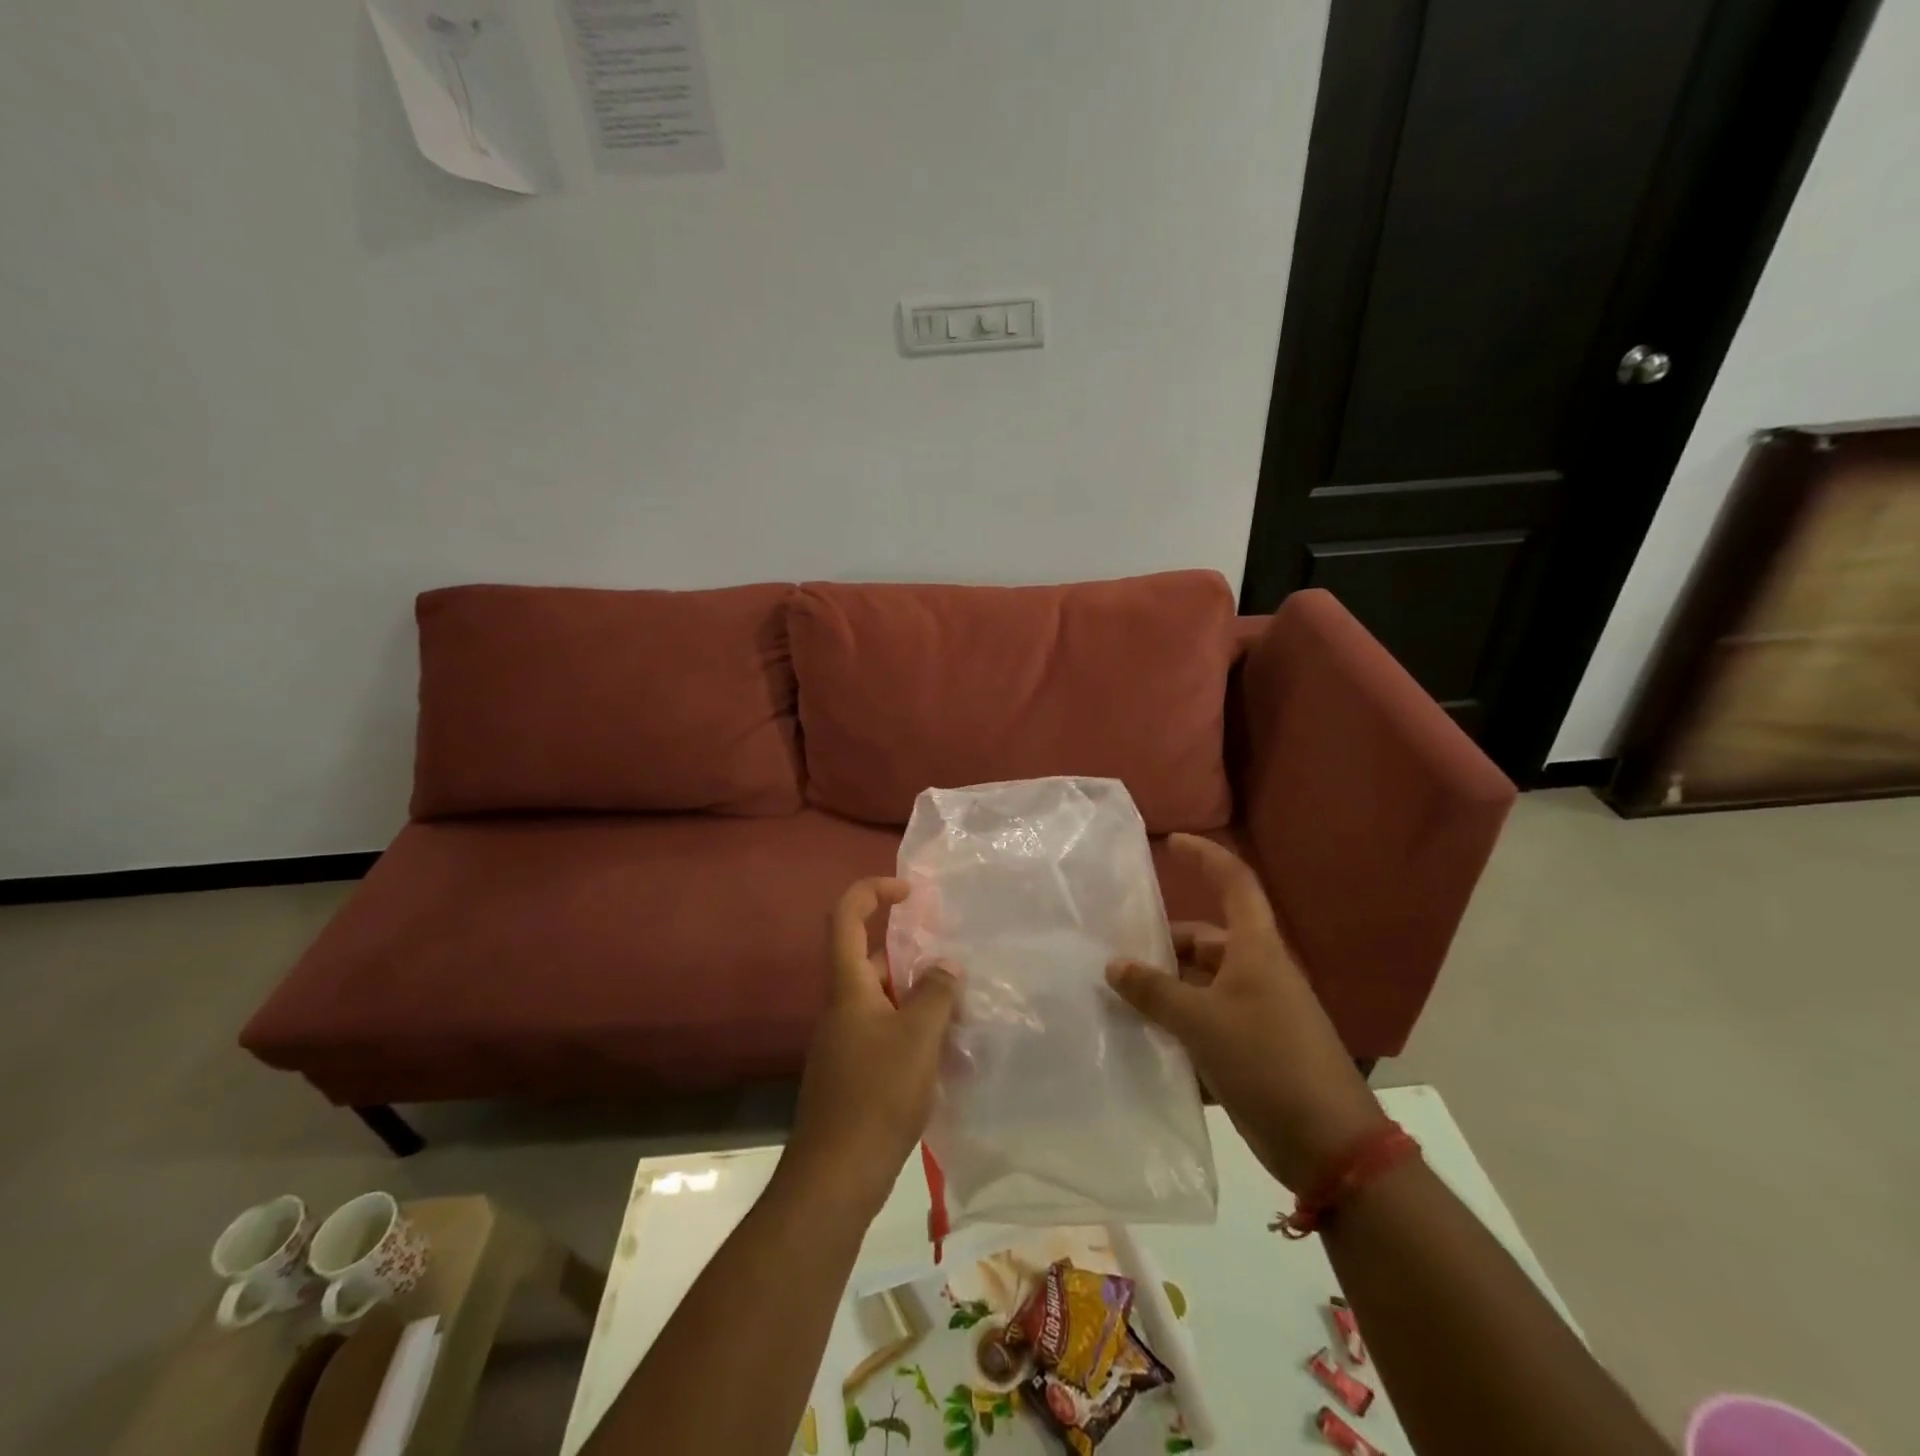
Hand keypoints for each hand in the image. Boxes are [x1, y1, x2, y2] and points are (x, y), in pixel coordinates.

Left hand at [779, 878, 957, 1218]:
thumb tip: (946, 964)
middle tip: (954, 961)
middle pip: (871, 959)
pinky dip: (913, 1028)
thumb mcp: (917, 1037)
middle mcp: (842, 1007)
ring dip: (917, 995)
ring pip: (883, 999)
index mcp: (848, 987)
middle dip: (911, 953)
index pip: (847, 917)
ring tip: (961, 1006)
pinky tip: (946, 1050)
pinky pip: (886, 1031)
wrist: (836, 1177)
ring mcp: (846, 1042)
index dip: (873, 891)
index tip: (910, 892)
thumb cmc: (876, 1095)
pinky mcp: (854, 1072)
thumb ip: (935, 993)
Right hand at [1106, 834, 1385, 1191]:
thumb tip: (1113, 965)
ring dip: (1165, 989)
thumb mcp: (1202, 1022)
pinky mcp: (1252, 1049)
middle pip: (1205, 941)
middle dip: (1162, 945)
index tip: (1170, 842)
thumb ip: (1154, 991)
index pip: (1235, 883)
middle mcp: (1257, 972)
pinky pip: (1205, 1022)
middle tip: (1115, 954)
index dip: (1205, 857)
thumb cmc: (1267, 1062)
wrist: (1329, 1145)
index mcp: (1256, 950)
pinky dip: (1177, 1025)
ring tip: (1118, 997)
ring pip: (1201, 985)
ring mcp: (1256, 1012)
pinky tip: (1142, 1039)